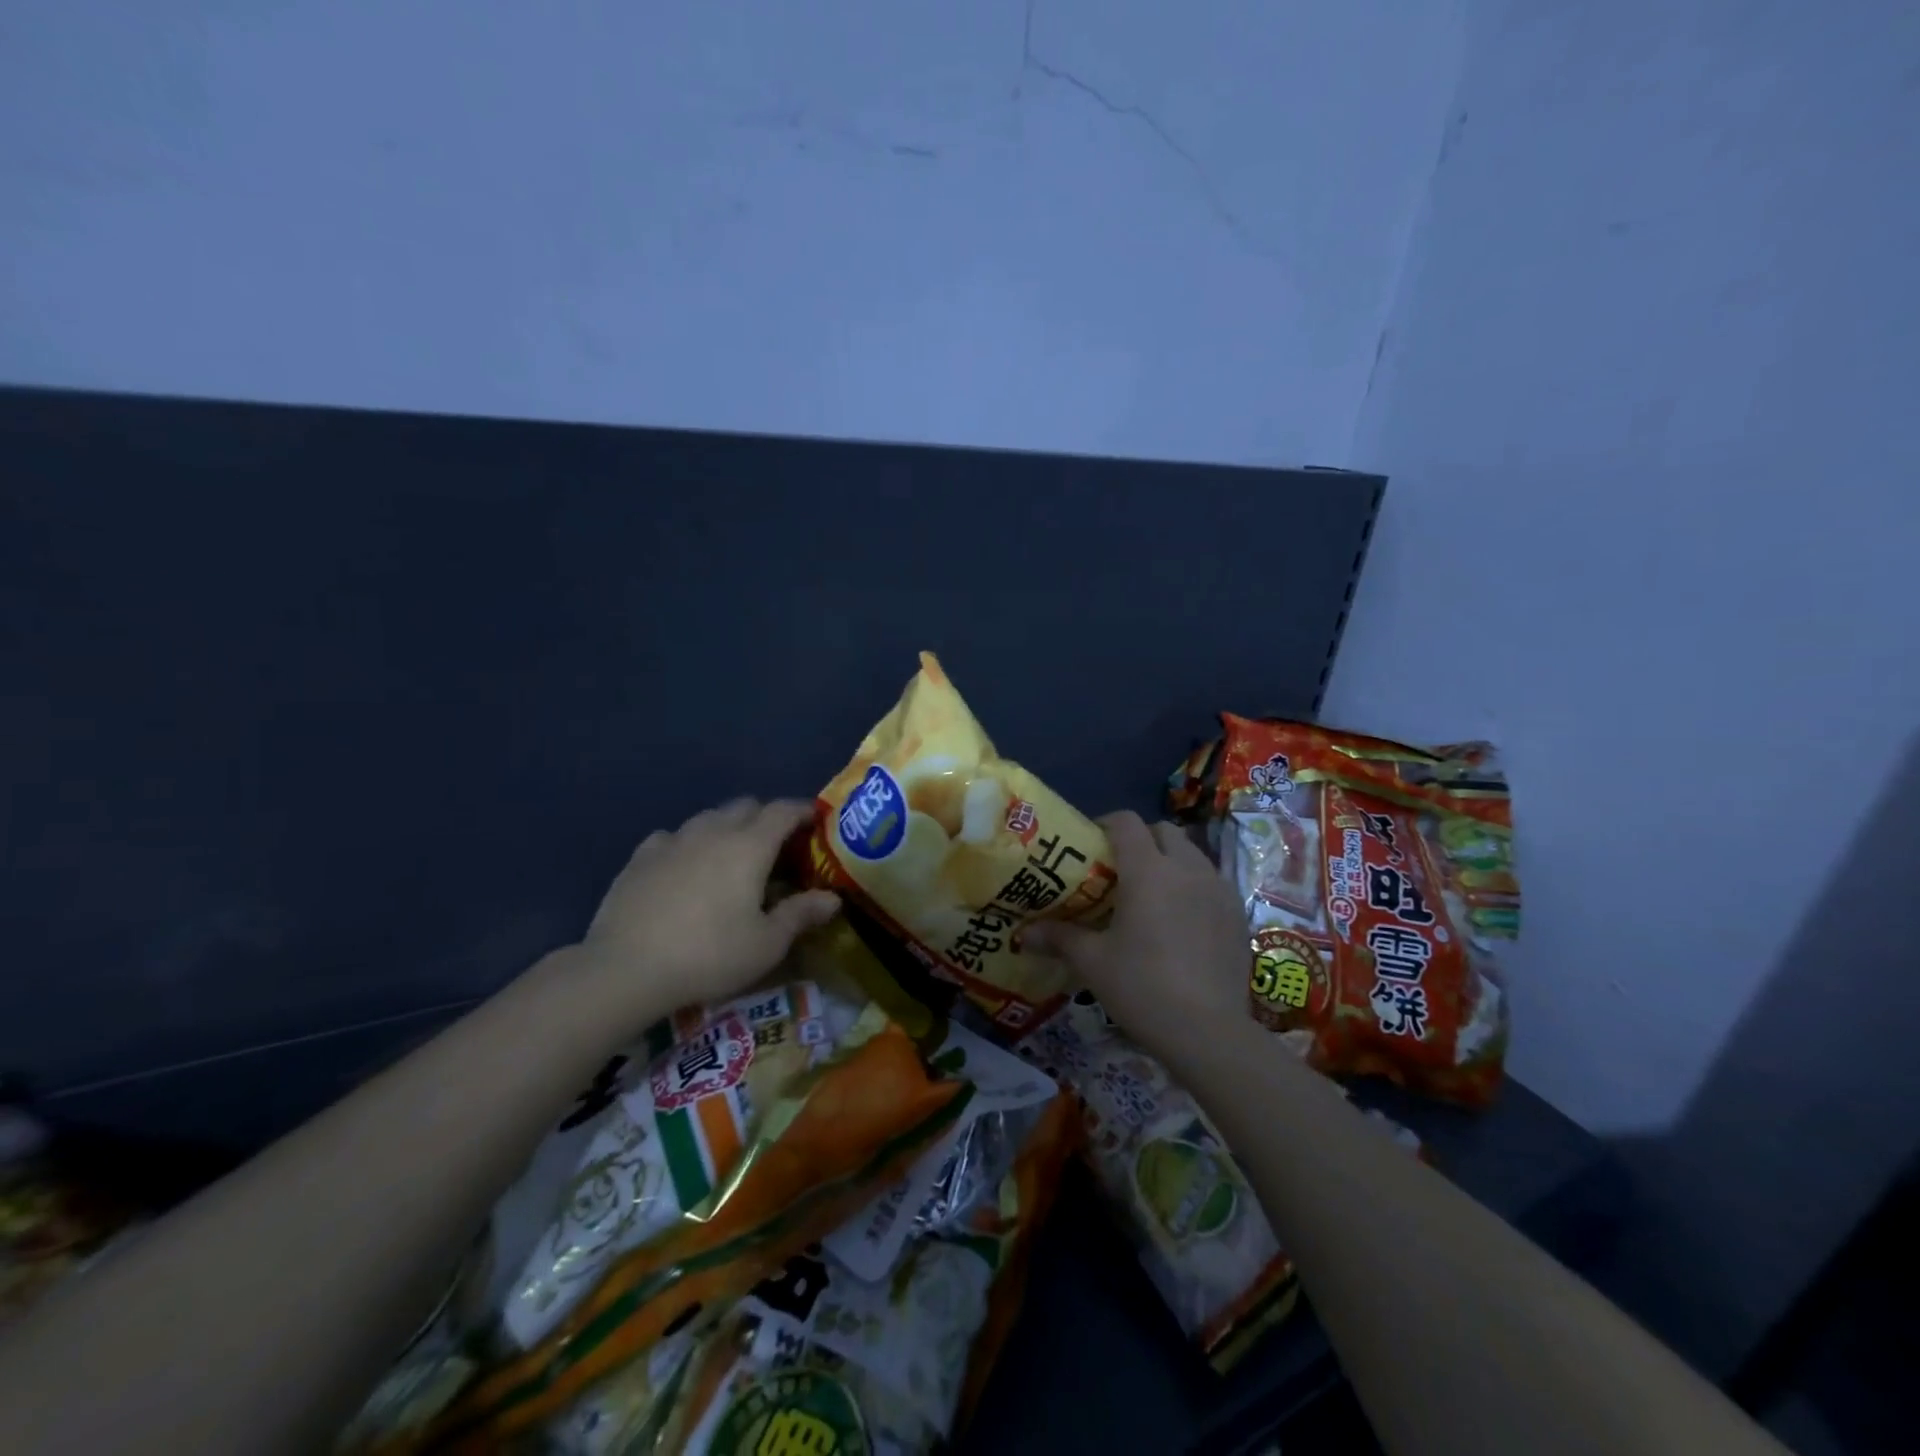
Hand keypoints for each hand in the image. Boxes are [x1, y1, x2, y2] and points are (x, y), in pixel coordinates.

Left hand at [579, 799, 838, 1014]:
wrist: (626, 968)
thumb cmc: (709, 955)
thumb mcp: (767, 944)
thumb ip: (801, 914)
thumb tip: (833, 898)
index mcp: (750, 846)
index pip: (783, 811)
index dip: (803, 811)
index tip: (815, 820)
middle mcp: (713, 831)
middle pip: (746, 806)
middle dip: (766, 817)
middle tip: (776, 846)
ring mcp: (673, 840)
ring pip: (708, 818)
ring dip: (727, 827)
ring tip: (731, 856)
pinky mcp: (640, 857)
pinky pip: (673, 837)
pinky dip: (688, 844)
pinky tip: (684, 867)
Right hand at [1025, 811, 1249, 1052]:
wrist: (1208, 1032)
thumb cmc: (1142, 987)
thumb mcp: (1093, 962)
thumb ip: (1059, 938)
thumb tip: (1024, 934)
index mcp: (1148, 870)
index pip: (1127, 822)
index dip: (1106, 824)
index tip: (1091, 845)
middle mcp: (1187, 868)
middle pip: (1163, 831)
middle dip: (1141, 840)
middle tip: (1120, 871)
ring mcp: (1218, 889)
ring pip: (1192, 854)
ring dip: (1170, 861)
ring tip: (1152, 894)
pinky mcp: (1238, 913)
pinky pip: (1212, 882)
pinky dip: (1194, 886)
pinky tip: (1182, 920)